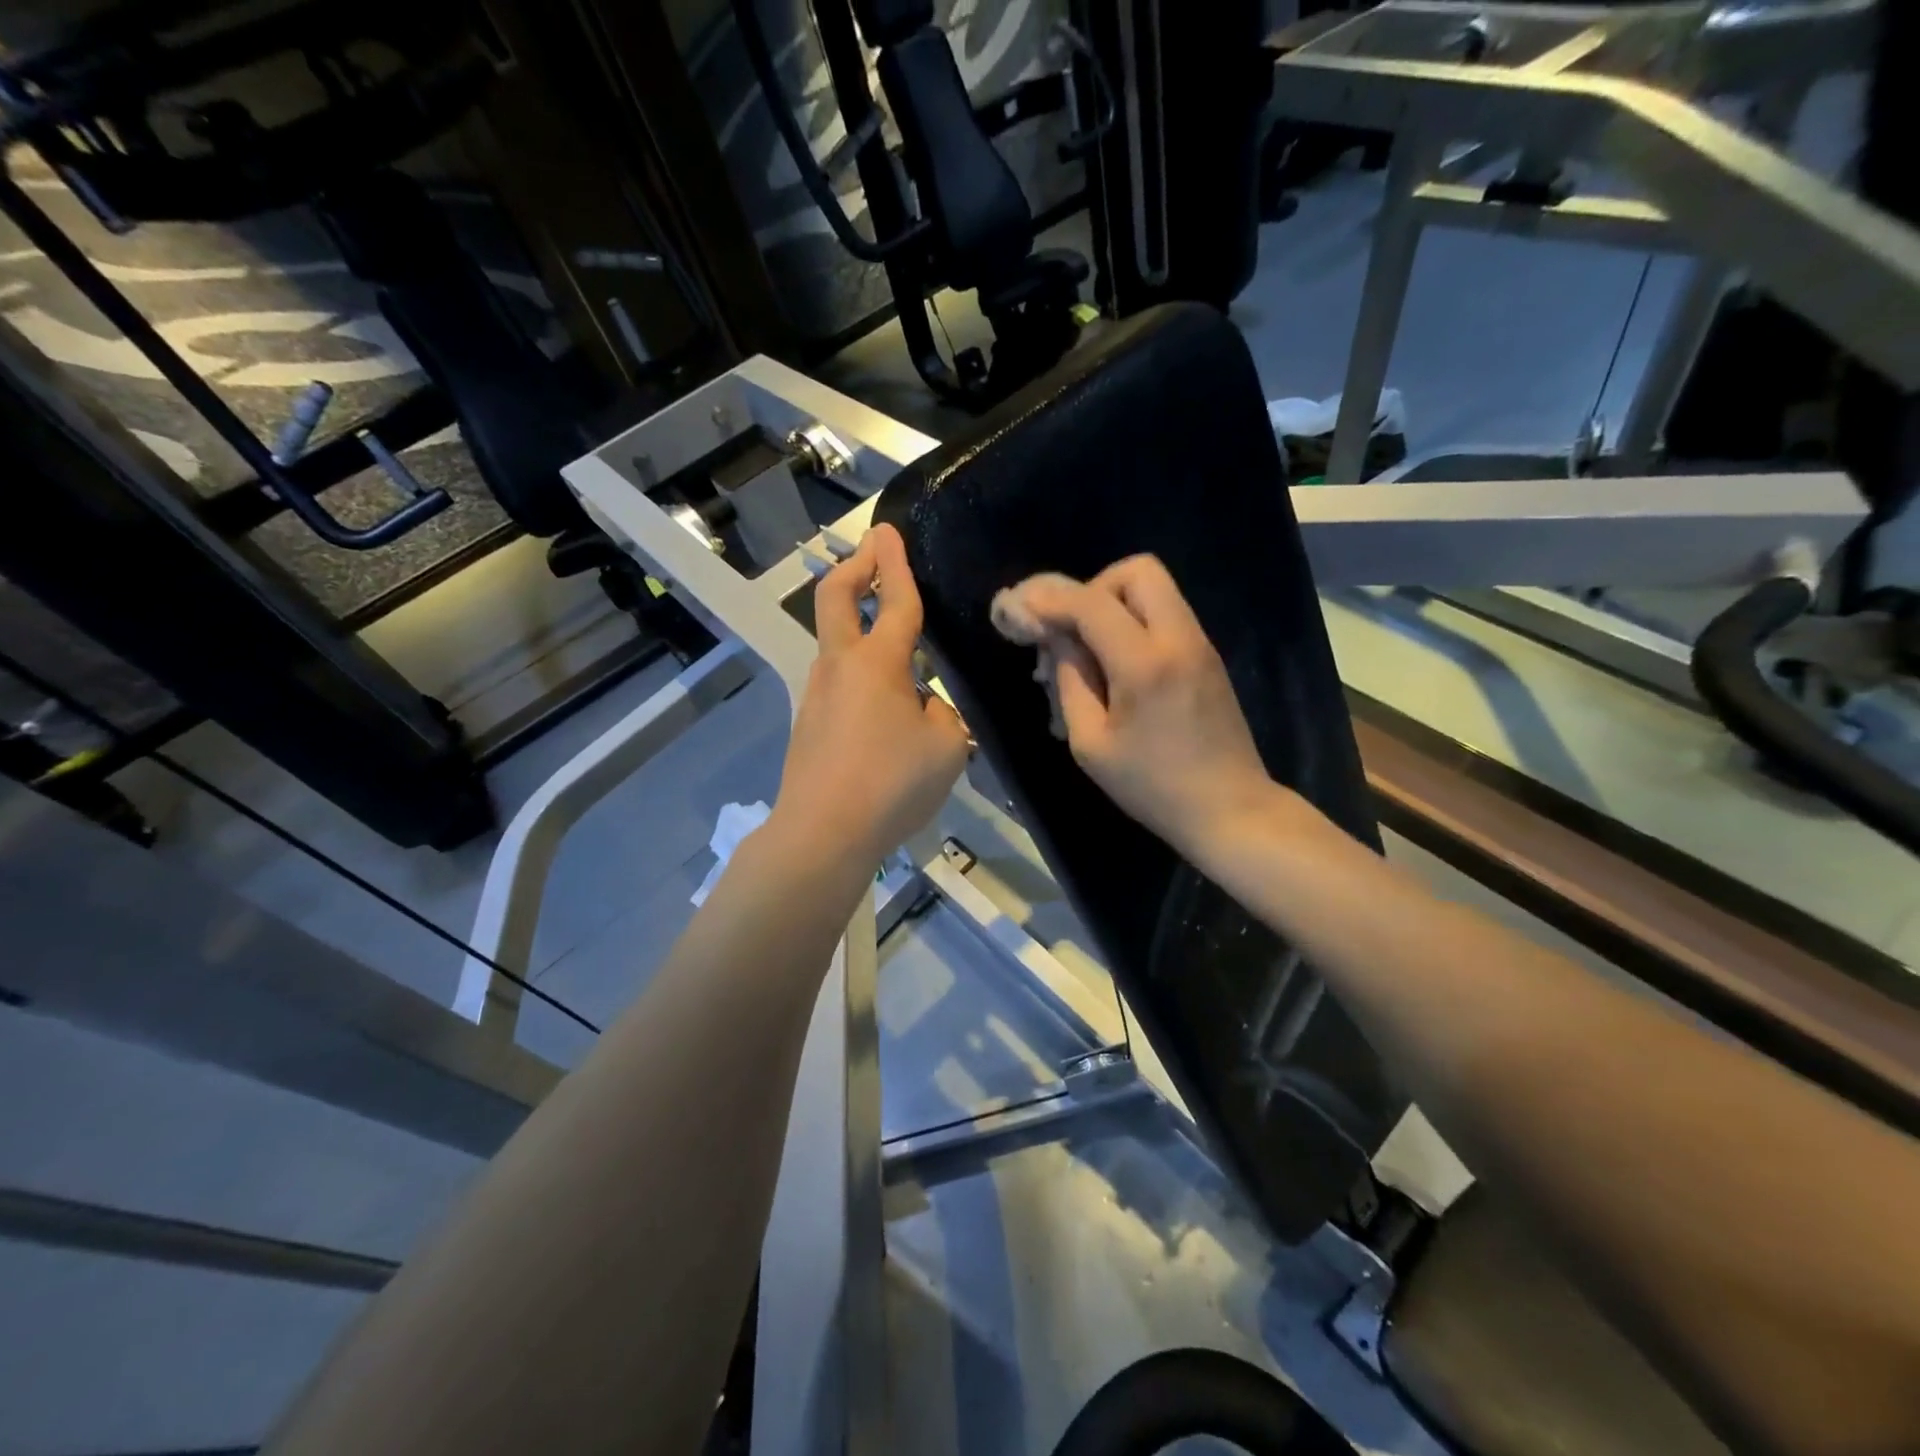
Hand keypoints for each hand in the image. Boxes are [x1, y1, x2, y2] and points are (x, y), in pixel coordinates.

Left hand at [770, 524, 969, 868]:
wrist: (822, 833)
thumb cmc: (892, 784)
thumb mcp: (946, 748)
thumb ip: (942, 716)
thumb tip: (923, 706)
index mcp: (878, 663)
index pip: (892, 601)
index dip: (895, 563)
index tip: (889, 529)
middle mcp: (840, 667)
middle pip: (834, 598)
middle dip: (854, 567)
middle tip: (872, 552)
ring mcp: (817, 695)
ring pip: (834, 643)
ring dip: (857, 624)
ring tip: (896, 642)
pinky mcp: (809, 725)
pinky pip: (838, 683)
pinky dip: (859, 671)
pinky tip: (884, 705)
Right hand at [1009, 556, 1272, 856]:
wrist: (1229, 809)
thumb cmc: (1151, 786)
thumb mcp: (1091, 744)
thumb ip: (1070, 682)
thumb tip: (1058, 640)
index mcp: (1145, 664)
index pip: (1092, 604)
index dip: (1050, 598)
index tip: (1021, 605)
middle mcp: (1179, 639)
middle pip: (1137, 571)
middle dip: (1094, 588)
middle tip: (1072, 629)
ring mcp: (1200, 644)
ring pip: (1156, 588)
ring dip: (1115, 603)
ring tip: (1089, 649)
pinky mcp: (1208, 657)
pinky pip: (1166, 615)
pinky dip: (1135, 622)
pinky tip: (1116, 664)